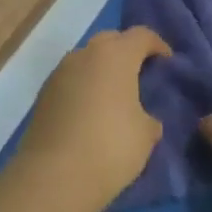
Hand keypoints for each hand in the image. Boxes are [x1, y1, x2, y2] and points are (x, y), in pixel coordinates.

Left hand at [15, 28, 169, 211]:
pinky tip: (90, 111)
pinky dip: (84, 86)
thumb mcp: (146, 135)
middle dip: (127, 51)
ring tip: (114, 96)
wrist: (54, 175)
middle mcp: (86, 53)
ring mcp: (61, 71)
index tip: (167, 62)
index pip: (141, 35)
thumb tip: (144, 118)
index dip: (157, 45)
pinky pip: (71, 79)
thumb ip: (149, 118)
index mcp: (116, 55)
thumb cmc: (110, 147)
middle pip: (111, 40)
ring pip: (88, 58)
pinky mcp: (44, 92)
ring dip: (102, 69)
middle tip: (140, 75)